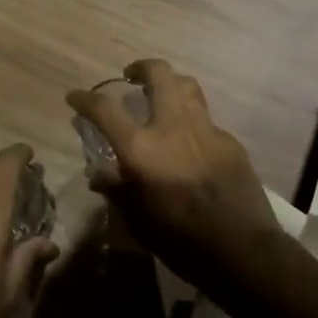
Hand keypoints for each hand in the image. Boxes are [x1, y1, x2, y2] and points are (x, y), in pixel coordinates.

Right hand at [67, 60, 281, 288]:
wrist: (241, 250)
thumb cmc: (180, 240)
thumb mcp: (137, 220)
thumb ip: (116, 189)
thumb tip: (99, 173)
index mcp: (142, 148)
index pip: (105, 109)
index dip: (85, 99)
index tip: (75, 97)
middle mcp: (173, 127)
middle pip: (159, 74)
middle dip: (141, 67)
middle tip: (131, 76)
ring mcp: (206, 130)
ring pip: (187, 86)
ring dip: (170, 84)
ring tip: (161, 97)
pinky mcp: (230, 141)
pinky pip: (206, 119)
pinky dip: (191, 121)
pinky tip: (189, 143)